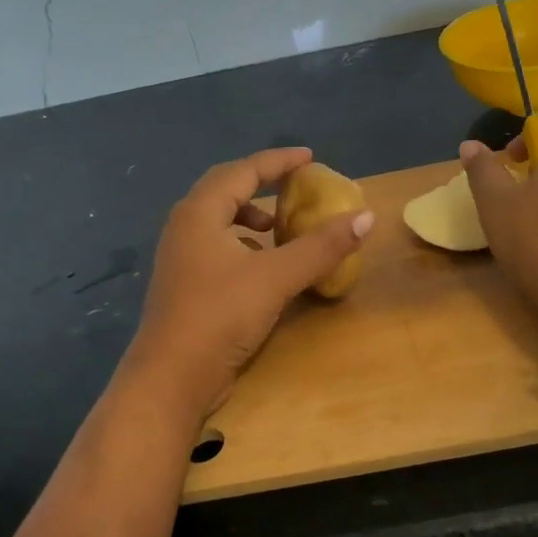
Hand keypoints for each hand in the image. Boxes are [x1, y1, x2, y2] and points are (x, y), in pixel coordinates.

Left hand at [125, 147, 374, 418]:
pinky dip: (242, 244)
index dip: (278, 161)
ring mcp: (180, 258)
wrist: (171, 378)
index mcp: (200, 213)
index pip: (242, 171)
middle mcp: (184, 227)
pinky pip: (216, 247)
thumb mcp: (276, 277)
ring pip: (217, 220)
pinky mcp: (184, 285)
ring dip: (249, 216)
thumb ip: (321, 246)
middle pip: (224, 189)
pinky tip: (260, 265)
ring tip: (278, 227)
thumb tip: (366, 216)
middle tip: (294, 185)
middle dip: (260, 183)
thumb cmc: (220, 316)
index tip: (309, 158)